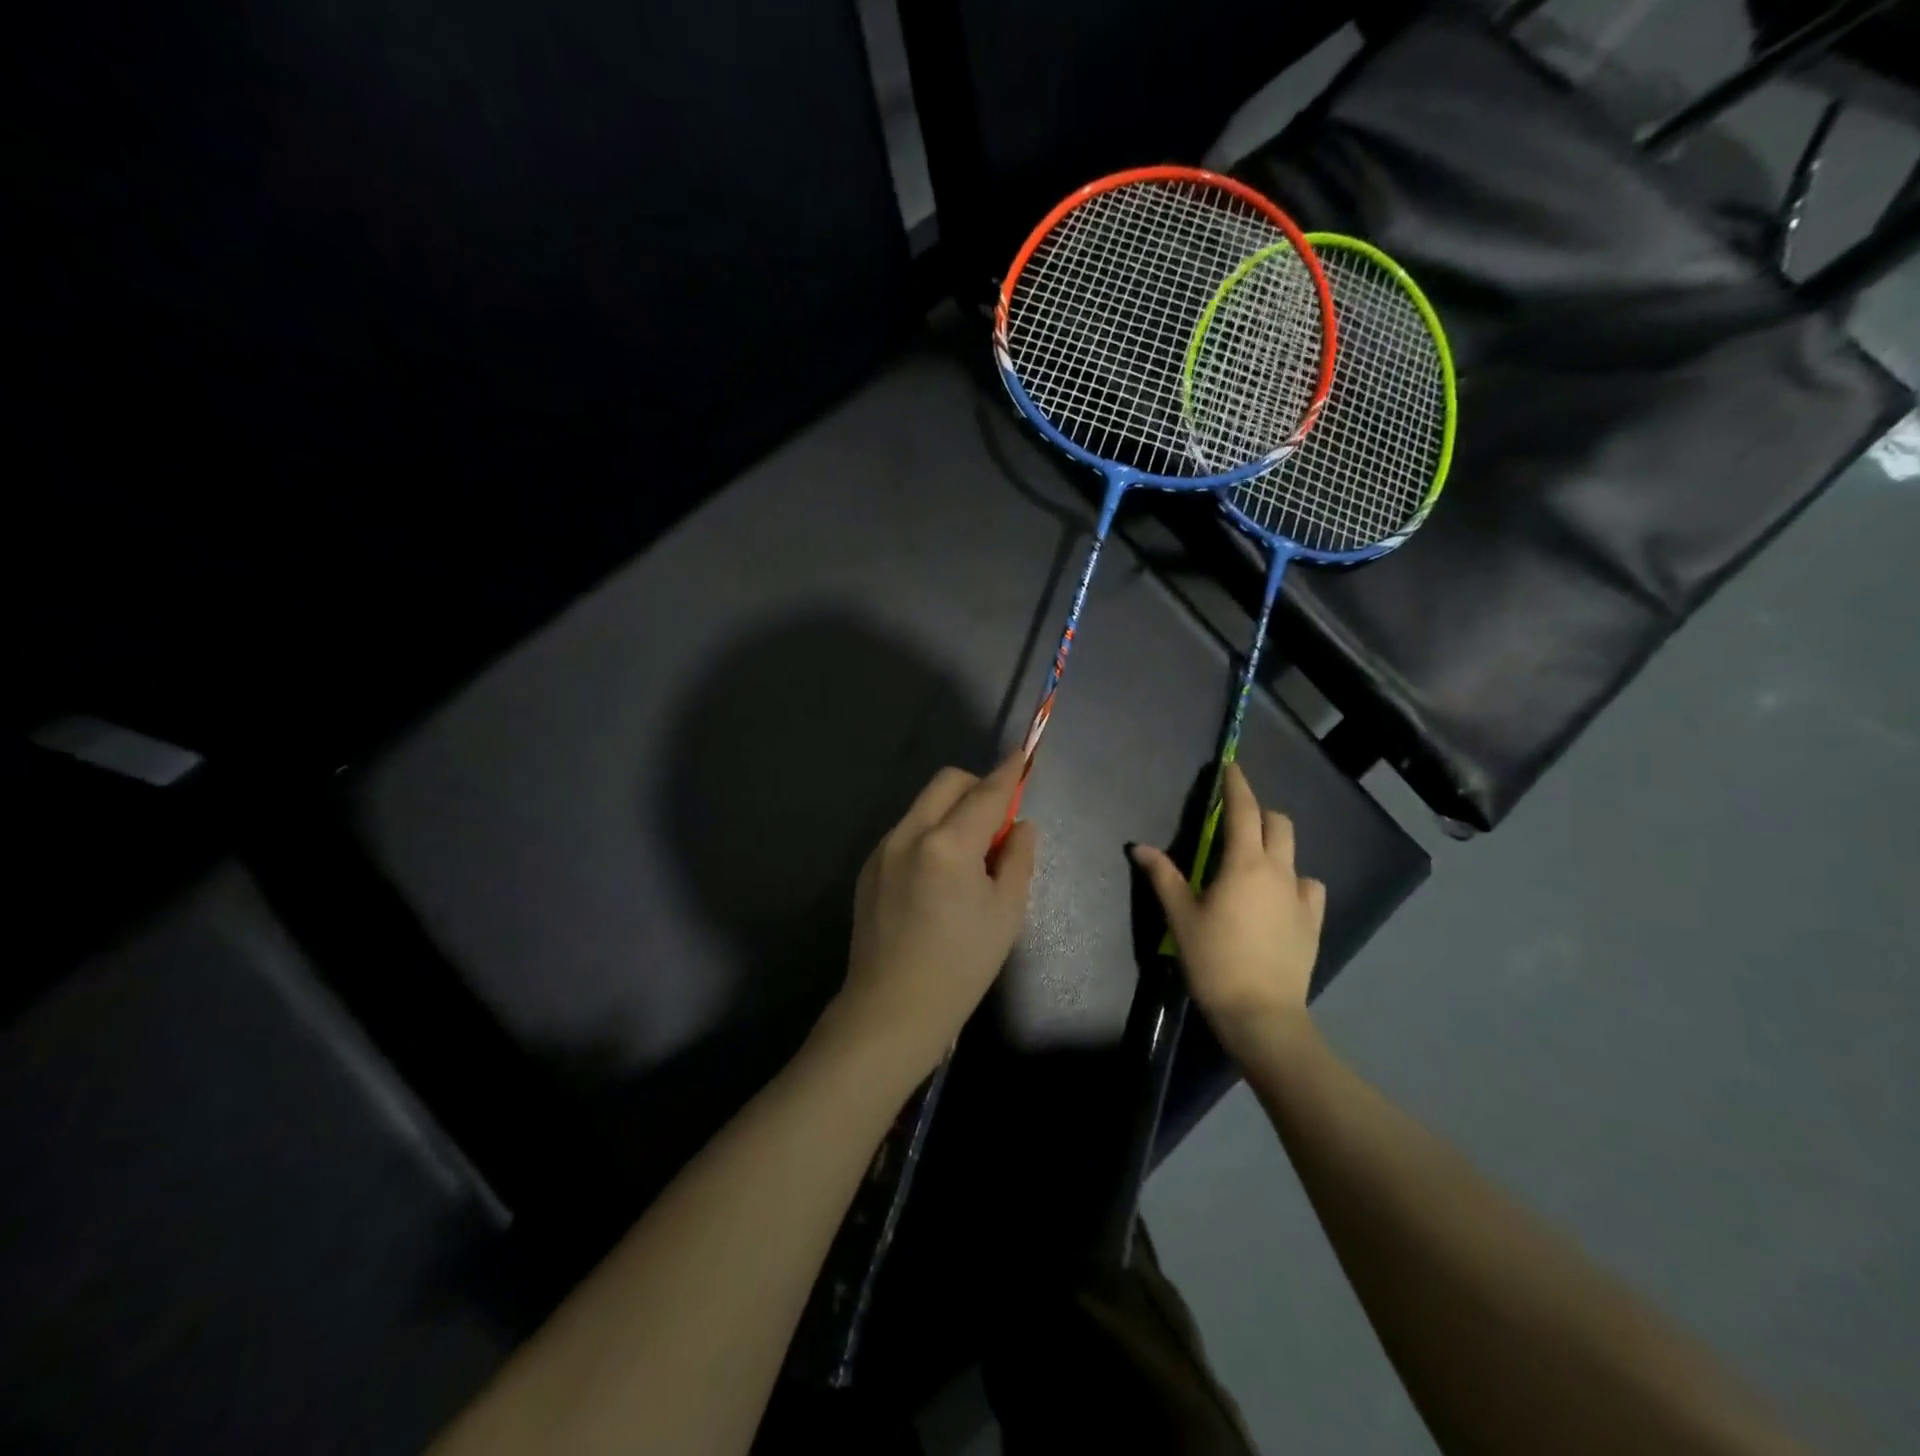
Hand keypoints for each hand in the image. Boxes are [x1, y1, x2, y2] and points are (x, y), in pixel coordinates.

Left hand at [830, 754, 1038, 1079]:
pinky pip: (907, 832)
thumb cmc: (961, 966)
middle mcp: (908, 834)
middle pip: (947, 783)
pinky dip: (930, 834)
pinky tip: (938, 877)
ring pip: (924, 806)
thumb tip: (1021, 825)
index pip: (986, 794)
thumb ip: (1017, 858)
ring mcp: (883, 849)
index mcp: (947, 845)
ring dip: (952, 812)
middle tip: (997, 823)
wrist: (892, 1009)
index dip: (1009, 773)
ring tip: (968, 858)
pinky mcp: (869, 868)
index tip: (1023, 755)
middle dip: (976, 787)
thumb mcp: (1006, 913)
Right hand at [1132, 762, 1324, 1059]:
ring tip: (1253, 862)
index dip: (1236, 785)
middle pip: (1277, 823)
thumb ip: (1163, 876)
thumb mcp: (1180, 917)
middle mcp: (1279, 871)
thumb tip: (1141, 847)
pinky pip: (1308, 886)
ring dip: (1274, 846)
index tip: (1231, 767)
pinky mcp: (1313, 922)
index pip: (1243, 810)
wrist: (1261, 1014)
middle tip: (1234, 819)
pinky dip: (1293, 880)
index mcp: (1244, 864)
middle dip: (1258, 811)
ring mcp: (1300, 897)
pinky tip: (1278, 897)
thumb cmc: (1214, 960)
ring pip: (1293, 853)